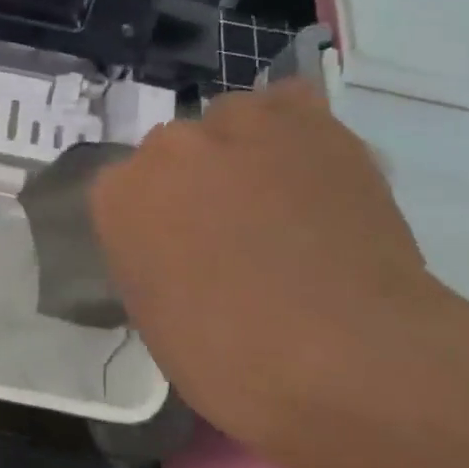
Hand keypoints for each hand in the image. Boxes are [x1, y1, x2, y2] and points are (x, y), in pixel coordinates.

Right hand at [90, 79, 441, 454]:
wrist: (350, 357)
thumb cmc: (233, 363)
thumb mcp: (155, 318)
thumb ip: (149, 258)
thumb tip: (179, 246)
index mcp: (118, 196)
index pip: (122, 194)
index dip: (154, 225)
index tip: (180, 257)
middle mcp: (167, 147)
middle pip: (172, 153)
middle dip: (194, 185)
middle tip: (233, 234)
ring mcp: (238, 126)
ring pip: (228, 121)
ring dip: (242, 151)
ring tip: (279, 198)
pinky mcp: (310, 123)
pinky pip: (290, 104)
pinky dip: (294, 129)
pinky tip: (309, 165)